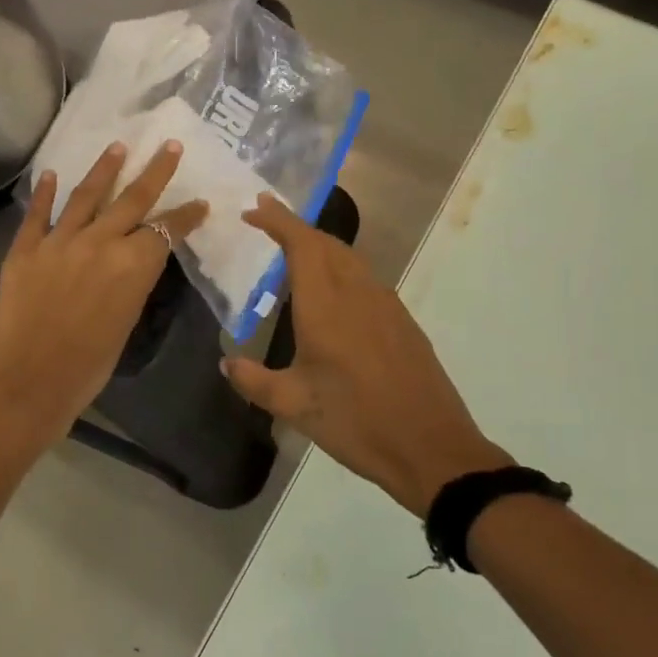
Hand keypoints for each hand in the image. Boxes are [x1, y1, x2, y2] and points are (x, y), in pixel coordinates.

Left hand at [0, 140, 206, 444]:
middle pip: (133, 199)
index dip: (186, 216)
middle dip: (155, 171)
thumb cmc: (88, 368)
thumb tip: (133, 262)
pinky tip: (53, 173)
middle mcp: (98, 243)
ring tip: (118, 146)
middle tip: (168, 146)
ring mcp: (58, 242)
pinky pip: (37, 214)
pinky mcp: (24, 250)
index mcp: (131, 266)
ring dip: (104, 169)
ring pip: (86, 195)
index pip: (166, 230)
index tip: (200, 203)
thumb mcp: (126, 322)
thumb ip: (132, 283)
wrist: (29, 384)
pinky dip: (46, 193)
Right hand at [221, 194, 510, 515]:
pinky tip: (332, 294)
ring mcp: (386, 305)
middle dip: (295, 227)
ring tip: (293, 253)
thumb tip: (226, 363)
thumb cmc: (355, 422)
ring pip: (349, 258)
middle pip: (326, 243)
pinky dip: (340, 269)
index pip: (301, 244)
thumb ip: (254, 380)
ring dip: (320, 246)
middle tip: (267, 223)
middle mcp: (357, 293)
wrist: (431, 447)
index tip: (254, 209)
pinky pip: (365, 278)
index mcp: (326, 306)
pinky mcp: (402, 321)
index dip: (278, 220)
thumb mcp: (293, 405)